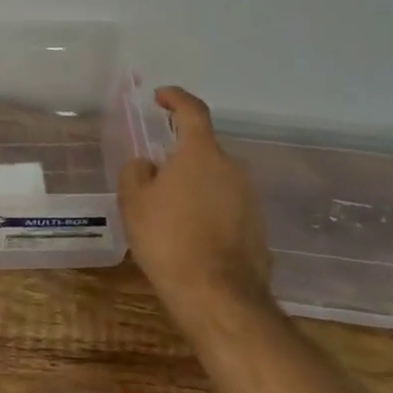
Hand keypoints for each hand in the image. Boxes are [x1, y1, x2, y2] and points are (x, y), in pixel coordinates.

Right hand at [120, 87, 272, 322]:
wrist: (218, 296)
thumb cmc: (169, 240)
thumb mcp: (134, 202)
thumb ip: (136, 172)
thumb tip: (148, 165)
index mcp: (201, 153)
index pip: (192, 110)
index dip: (176, 98)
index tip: (161, 96)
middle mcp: (231, 167)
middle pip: (202, 150)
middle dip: (180, 157)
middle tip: (155, 177)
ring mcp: (249, 198)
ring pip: (215, 179)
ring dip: (194, 186)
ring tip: (170, 212)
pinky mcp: (258, 226)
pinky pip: (227, 206)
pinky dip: (209, 211)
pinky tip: (191, 236)